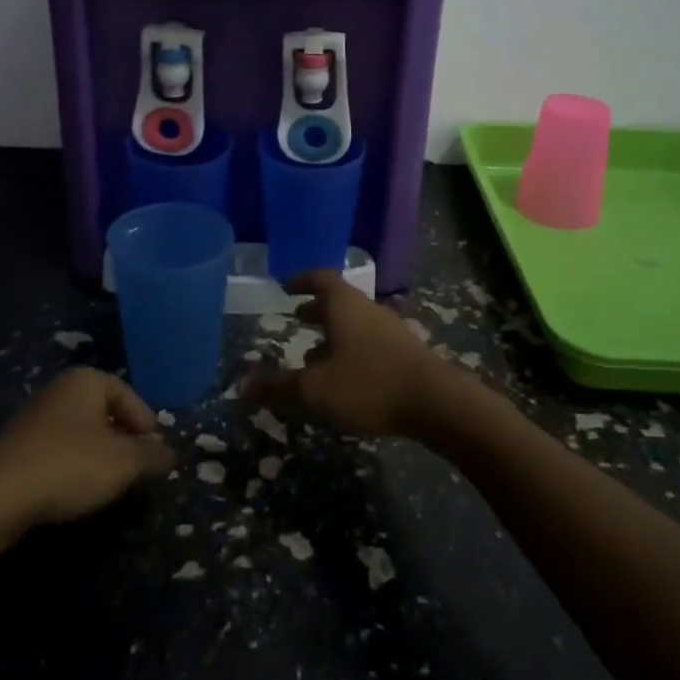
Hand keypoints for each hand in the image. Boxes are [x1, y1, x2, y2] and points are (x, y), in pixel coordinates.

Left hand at [0, 368, 175, 529]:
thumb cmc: (69, 466)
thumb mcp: (123, 463)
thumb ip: (152, 456)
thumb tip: (171, 454)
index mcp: (86, 380)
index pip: (129, 396)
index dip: (147, 425)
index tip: (156, 454)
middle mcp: (60, 389)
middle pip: (105, 412)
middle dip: (124, 440)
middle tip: (137, 470)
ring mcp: (35, 416)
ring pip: (82, 432)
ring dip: (99, 455)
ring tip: (110, 484)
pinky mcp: (18, 445)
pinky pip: (59, 449)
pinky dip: (74, 465)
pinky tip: (76, 490)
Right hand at [244, 270, 465, 437]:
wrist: (436, 402)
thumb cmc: (368, 384)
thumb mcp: (315, 390)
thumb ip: (279, 386)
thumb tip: (243, 385)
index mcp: (344, 305)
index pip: (320, 278)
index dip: (301, 280)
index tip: (286, 285)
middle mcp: (367, 309)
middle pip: (339, 300)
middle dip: (316, 309)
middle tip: (297, 317)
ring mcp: (390, 329)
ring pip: (355, 322)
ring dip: (334, 333)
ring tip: (315, 355)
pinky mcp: (405, 351)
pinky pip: (370, 340)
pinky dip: (352, 348)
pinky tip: (346, 376)